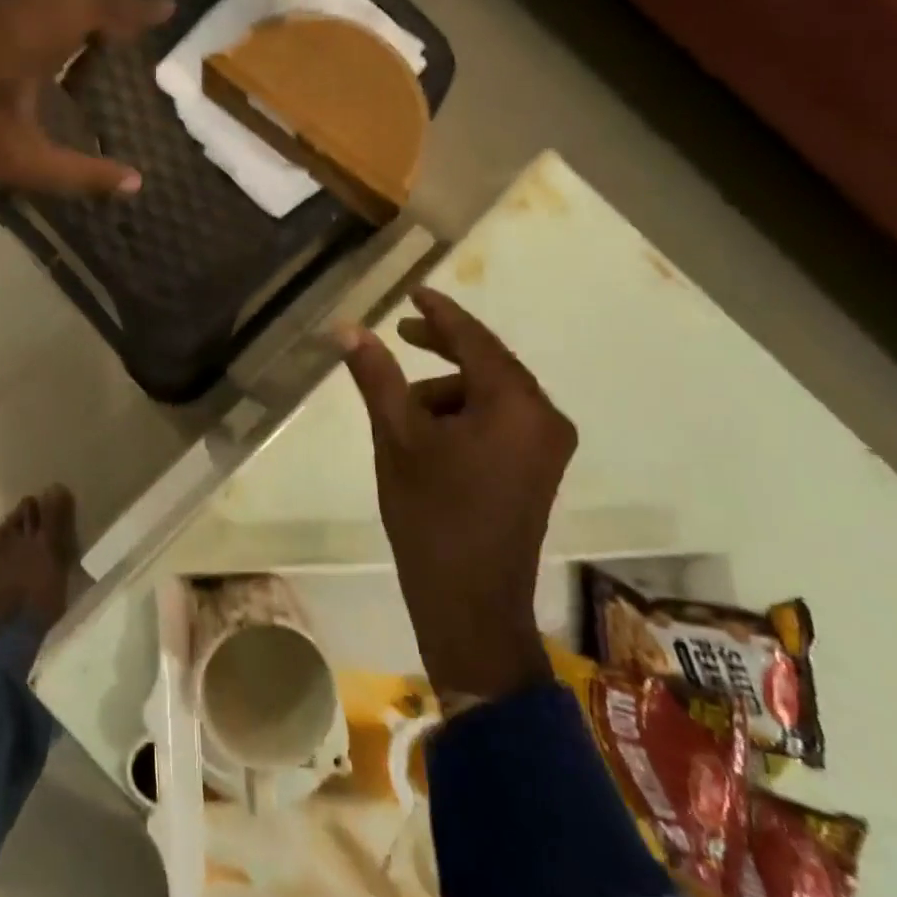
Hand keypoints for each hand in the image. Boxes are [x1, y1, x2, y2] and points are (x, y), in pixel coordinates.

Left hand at [0, 0, 172, 193]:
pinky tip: (70, 26)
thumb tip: (136, 183)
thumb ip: (84, 173)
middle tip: (147, 14)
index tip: (166, 8)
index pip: (95, 5)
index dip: (134, 6)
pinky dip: (63, 1)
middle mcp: (15, 9)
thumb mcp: (26, 163)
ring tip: (117, 19)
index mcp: (31, 38)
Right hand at [337, 289, 577, 701]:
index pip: (476, 340)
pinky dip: (464, 414)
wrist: (470, 604)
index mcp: (516, 405)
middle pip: (488, 364)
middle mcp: (545, 418)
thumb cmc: (430, 515)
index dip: (440, 314)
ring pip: (491, 394)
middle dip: (442, 349)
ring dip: (447, 390)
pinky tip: (430, 436)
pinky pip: (500, 420)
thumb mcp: (396, 437)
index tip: (413, 292)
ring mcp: (547, 447)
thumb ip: (377, 376)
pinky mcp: (539, 469)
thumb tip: (349, 327)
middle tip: (399, 334)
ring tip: (403, 413)